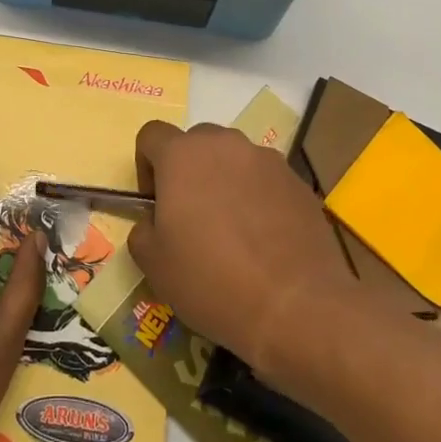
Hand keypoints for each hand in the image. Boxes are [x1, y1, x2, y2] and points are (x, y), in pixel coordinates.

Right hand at [127, 120, 357, 383]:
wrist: (296, 306)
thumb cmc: (212, 280)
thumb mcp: (154, 265)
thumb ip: (142, 230)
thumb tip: (154, 222)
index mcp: (182, 156)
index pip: (152, 135)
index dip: (145, 165)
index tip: (155, 202)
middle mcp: (225, 144)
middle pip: (196, 142)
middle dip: (189, 171)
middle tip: (192, 217)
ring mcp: (267, 160)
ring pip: (234, 159)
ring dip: (225, 182)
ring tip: (233, 230)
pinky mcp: (298, 182)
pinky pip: (266, 180)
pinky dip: (258, 198)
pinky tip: (264, 240)